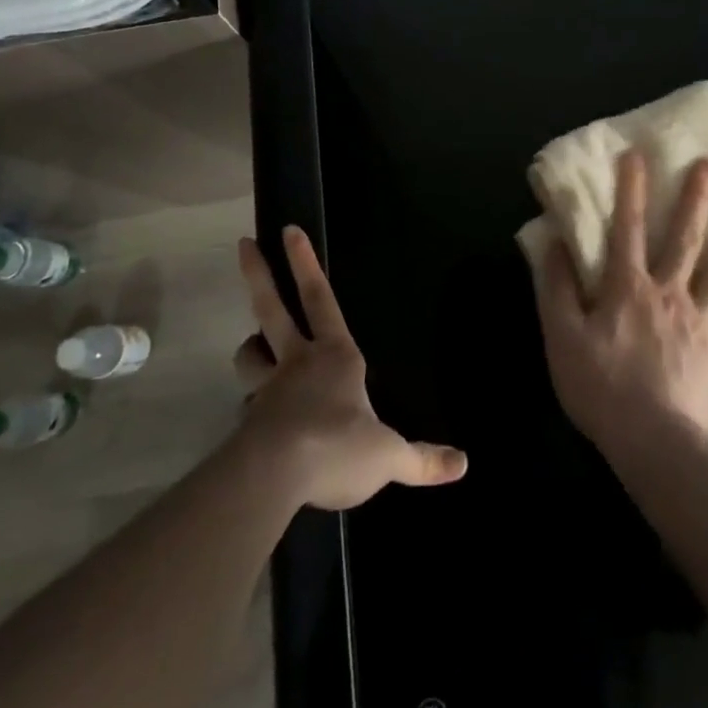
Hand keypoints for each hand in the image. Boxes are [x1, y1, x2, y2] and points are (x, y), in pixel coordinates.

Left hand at [231, 226, 466, 510]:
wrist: (275, 477)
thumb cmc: (338, 447)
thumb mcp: (389, 457)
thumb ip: (423, 460)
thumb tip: (463, 463)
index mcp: (335, 356)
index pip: (320, 297)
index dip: (306, 262)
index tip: (289, 230)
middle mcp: (298, 361)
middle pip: (273, 308)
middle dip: (260, 273)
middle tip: (244, 243)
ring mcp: (268, 388)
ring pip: (250, 355)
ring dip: (251, 348)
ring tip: (253, 347)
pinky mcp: (248, 421)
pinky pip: (248, 405)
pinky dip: (252, 406)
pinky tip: (256, 421)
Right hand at [533, 152, 707, 453]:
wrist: (649, 440)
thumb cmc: (599, 385)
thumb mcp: (561, 334)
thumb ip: (556, 286)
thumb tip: (553, 242)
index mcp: (627, 286)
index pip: (626, 228)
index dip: (629, 190)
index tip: (637, 154)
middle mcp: (667, 292)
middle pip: (683, 238)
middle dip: (696, 199)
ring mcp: (697, 319)